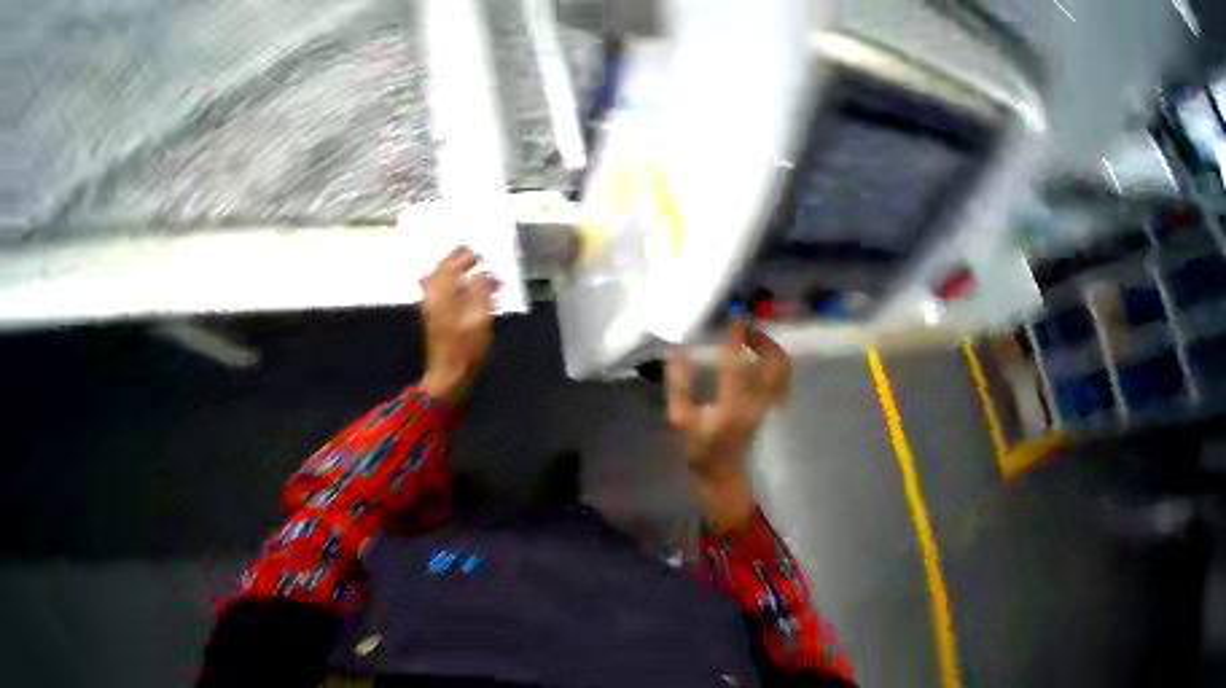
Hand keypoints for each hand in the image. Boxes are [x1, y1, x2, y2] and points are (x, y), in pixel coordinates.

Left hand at [418, 246, 498, 403]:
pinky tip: (466, 287)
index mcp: (440, 296)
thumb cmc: (466, 348)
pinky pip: (443, 292)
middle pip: (441, 272)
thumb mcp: (479, 319)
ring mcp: (432, 308)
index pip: (449, 269)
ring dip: (454, 271)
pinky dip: (455, 284)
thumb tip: (483, 274)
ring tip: (469, 265)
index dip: (463, 259)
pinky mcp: (437, 317)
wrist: (449, 373)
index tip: (477, 251)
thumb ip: (481, 293)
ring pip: (440, 281)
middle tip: (470, 251)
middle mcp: (432, 298)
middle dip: (455, 260)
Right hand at [665, 320, 790, 531]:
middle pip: (775, 365)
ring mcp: (768, 406)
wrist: (721, 474)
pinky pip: (780, 378)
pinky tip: (757, 357)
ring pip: (782, 370)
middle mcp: (757, 403)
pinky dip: (773, 361)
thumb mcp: (680, 416)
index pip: (738, 365)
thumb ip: (678, 384)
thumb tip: (677, 352)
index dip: (737, 340)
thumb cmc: (698, 445)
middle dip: (765, 340)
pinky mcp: (769, 408)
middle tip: (746, 329)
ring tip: (752, 338)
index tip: (735, 320)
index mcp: (732, 405)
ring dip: (771, 349)